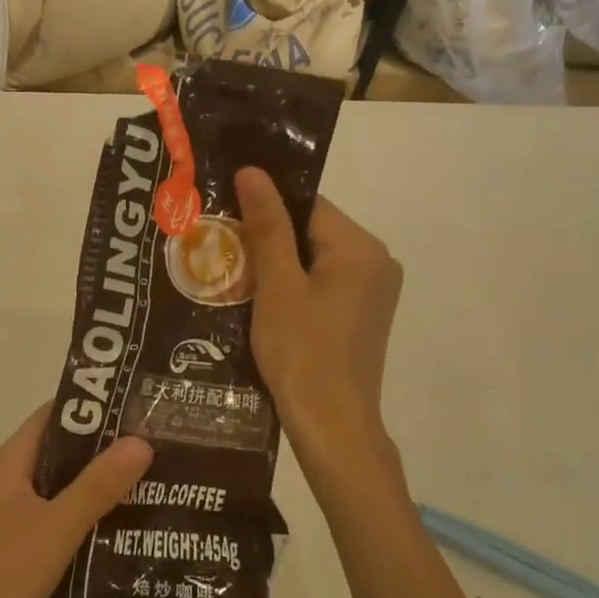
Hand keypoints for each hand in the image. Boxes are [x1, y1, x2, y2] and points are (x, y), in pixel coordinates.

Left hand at [0, 407, 152, 597]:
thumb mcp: (56, 527)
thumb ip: (97, 486)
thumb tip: (141, 440)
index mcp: (14, 460)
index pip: (56, 414)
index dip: (95, 405)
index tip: (140, 406)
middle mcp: (12, 479)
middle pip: (64, 451)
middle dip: (107, 448)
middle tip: (160, 448)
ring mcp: (12, 514)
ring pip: (63, 488)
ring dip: (100, 486)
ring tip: (154, 487)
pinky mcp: (17, 546)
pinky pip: (58, 520)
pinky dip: (87, 519)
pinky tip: (123, 533)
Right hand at [235, 167, 403, 480]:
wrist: (331, 426)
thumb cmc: (301, 352)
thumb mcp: (276, 285)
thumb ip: (266, 226)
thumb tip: (253, 171)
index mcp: (360, 247)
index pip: (306, 205)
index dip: (263, 209)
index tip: (224, 219)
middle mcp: (376, 262)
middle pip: (311, 230)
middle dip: (267, 238)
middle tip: (221, 248)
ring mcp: (373, 290)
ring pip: (313, 258)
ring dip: (276, 264)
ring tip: (234, 275)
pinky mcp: (362, 314)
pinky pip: (322, 283)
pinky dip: (292, 285)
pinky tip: (259, 301)